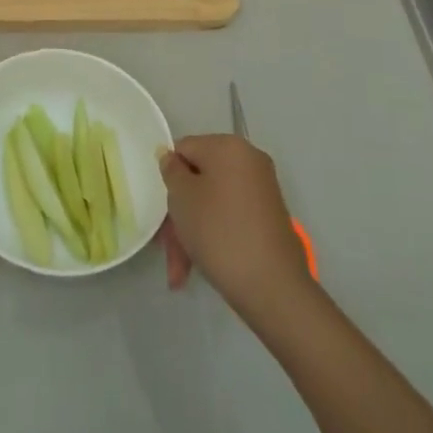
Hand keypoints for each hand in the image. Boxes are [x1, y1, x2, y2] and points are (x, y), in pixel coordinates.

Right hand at [157, 135, 314, 320]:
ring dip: (191, 232)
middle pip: (198, 179)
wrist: (273, 286)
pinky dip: (212, 236)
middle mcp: (249, 161)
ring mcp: (261, 190)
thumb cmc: (218, 231)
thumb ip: (171, 170)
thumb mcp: (181, 196)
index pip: (184, 149)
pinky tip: (196, 268)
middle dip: (179, 214)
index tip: (160, 208)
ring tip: (180, 272)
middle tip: (166, 247)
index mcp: (228, 146)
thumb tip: (170, 156)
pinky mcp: (268, 218)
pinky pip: (230, 217)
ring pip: (212, 203)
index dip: (168, 177)